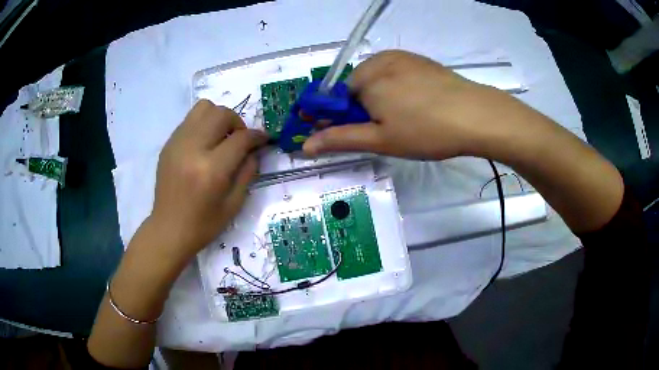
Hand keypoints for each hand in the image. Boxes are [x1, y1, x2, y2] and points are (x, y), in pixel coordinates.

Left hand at [150, 100, 266, 259]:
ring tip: (220, 137)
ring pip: (203, 108)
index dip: (257, 136)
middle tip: (239, 139)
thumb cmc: (204, 224)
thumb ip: (248, 172)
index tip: (263, 139)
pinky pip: (190, 120)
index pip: (240, 138)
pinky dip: (203, 125)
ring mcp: (177, 144)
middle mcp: (193, 149)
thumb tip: (254, 149)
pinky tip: (204, 144)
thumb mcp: (234, 204)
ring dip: (218, 117)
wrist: (169, 229)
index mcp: (211, 170)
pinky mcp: (168, 144)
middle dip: (237, 122)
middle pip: (221, 114)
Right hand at [303, 50, 541, 159]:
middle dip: (365, 108)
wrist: (477, 116)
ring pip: (379, 80)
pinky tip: (419, 104)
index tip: (358, 133)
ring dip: (383, 99)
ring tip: (407, 118)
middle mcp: (380, 60)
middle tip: (389, 129)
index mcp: (365, 78)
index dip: (343, 118)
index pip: (338, 98)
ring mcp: (403, 57)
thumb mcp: (380, 140)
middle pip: (358, 87)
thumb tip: (305, 146)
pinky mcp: (421, 61)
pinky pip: (398, 73)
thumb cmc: (425, 130)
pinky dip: (400, 89)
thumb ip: (339, 139)